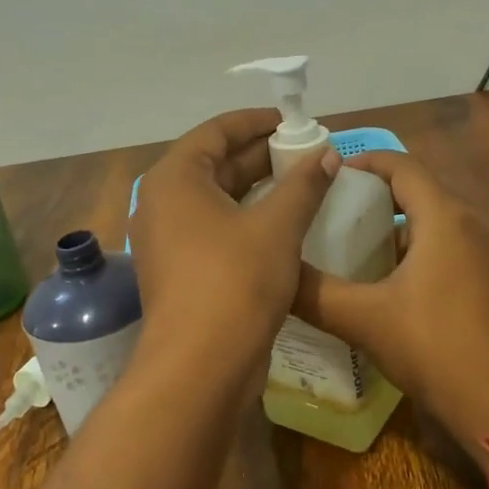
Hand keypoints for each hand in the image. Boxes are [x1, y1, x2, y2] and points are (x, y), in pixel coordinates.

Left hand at [129, 109, 338, 377]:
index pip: (216, 131)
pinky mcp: (178, 270)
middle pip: (214, 163)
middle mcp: (161, 202)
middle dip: (261, 155)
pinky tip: (283, 224)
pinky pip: (213, 228)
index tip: (296, 121)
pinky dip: (245, 219)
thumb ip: (303, 185)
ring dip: (257, 189)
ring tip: (303, 183)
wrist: (200, 367)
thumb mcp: (277, 227)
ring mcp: (167, 239)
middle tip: (308, 152)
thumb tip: (327, 154)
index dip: (257, 122)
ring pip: (216, 199)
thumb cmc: (236, 282)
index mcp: (175, 178)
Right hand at [292, 152, 488, 451]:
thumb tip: (274, 274)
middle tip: (331, 213)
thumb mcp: (364, 319)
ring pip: (435, 224)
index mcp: (445, 217)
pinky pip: (451, 250)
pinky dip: (418, 252)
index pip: (402, 165)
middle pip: (419, 192)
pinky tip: (390, 285)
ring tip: (352, 249)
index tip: (329, 173)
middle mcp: (473, 225)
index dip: (364, 161)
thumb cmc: (435, 347)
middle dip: (375, 197)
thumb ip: (314, 293)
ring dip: (396, 228)